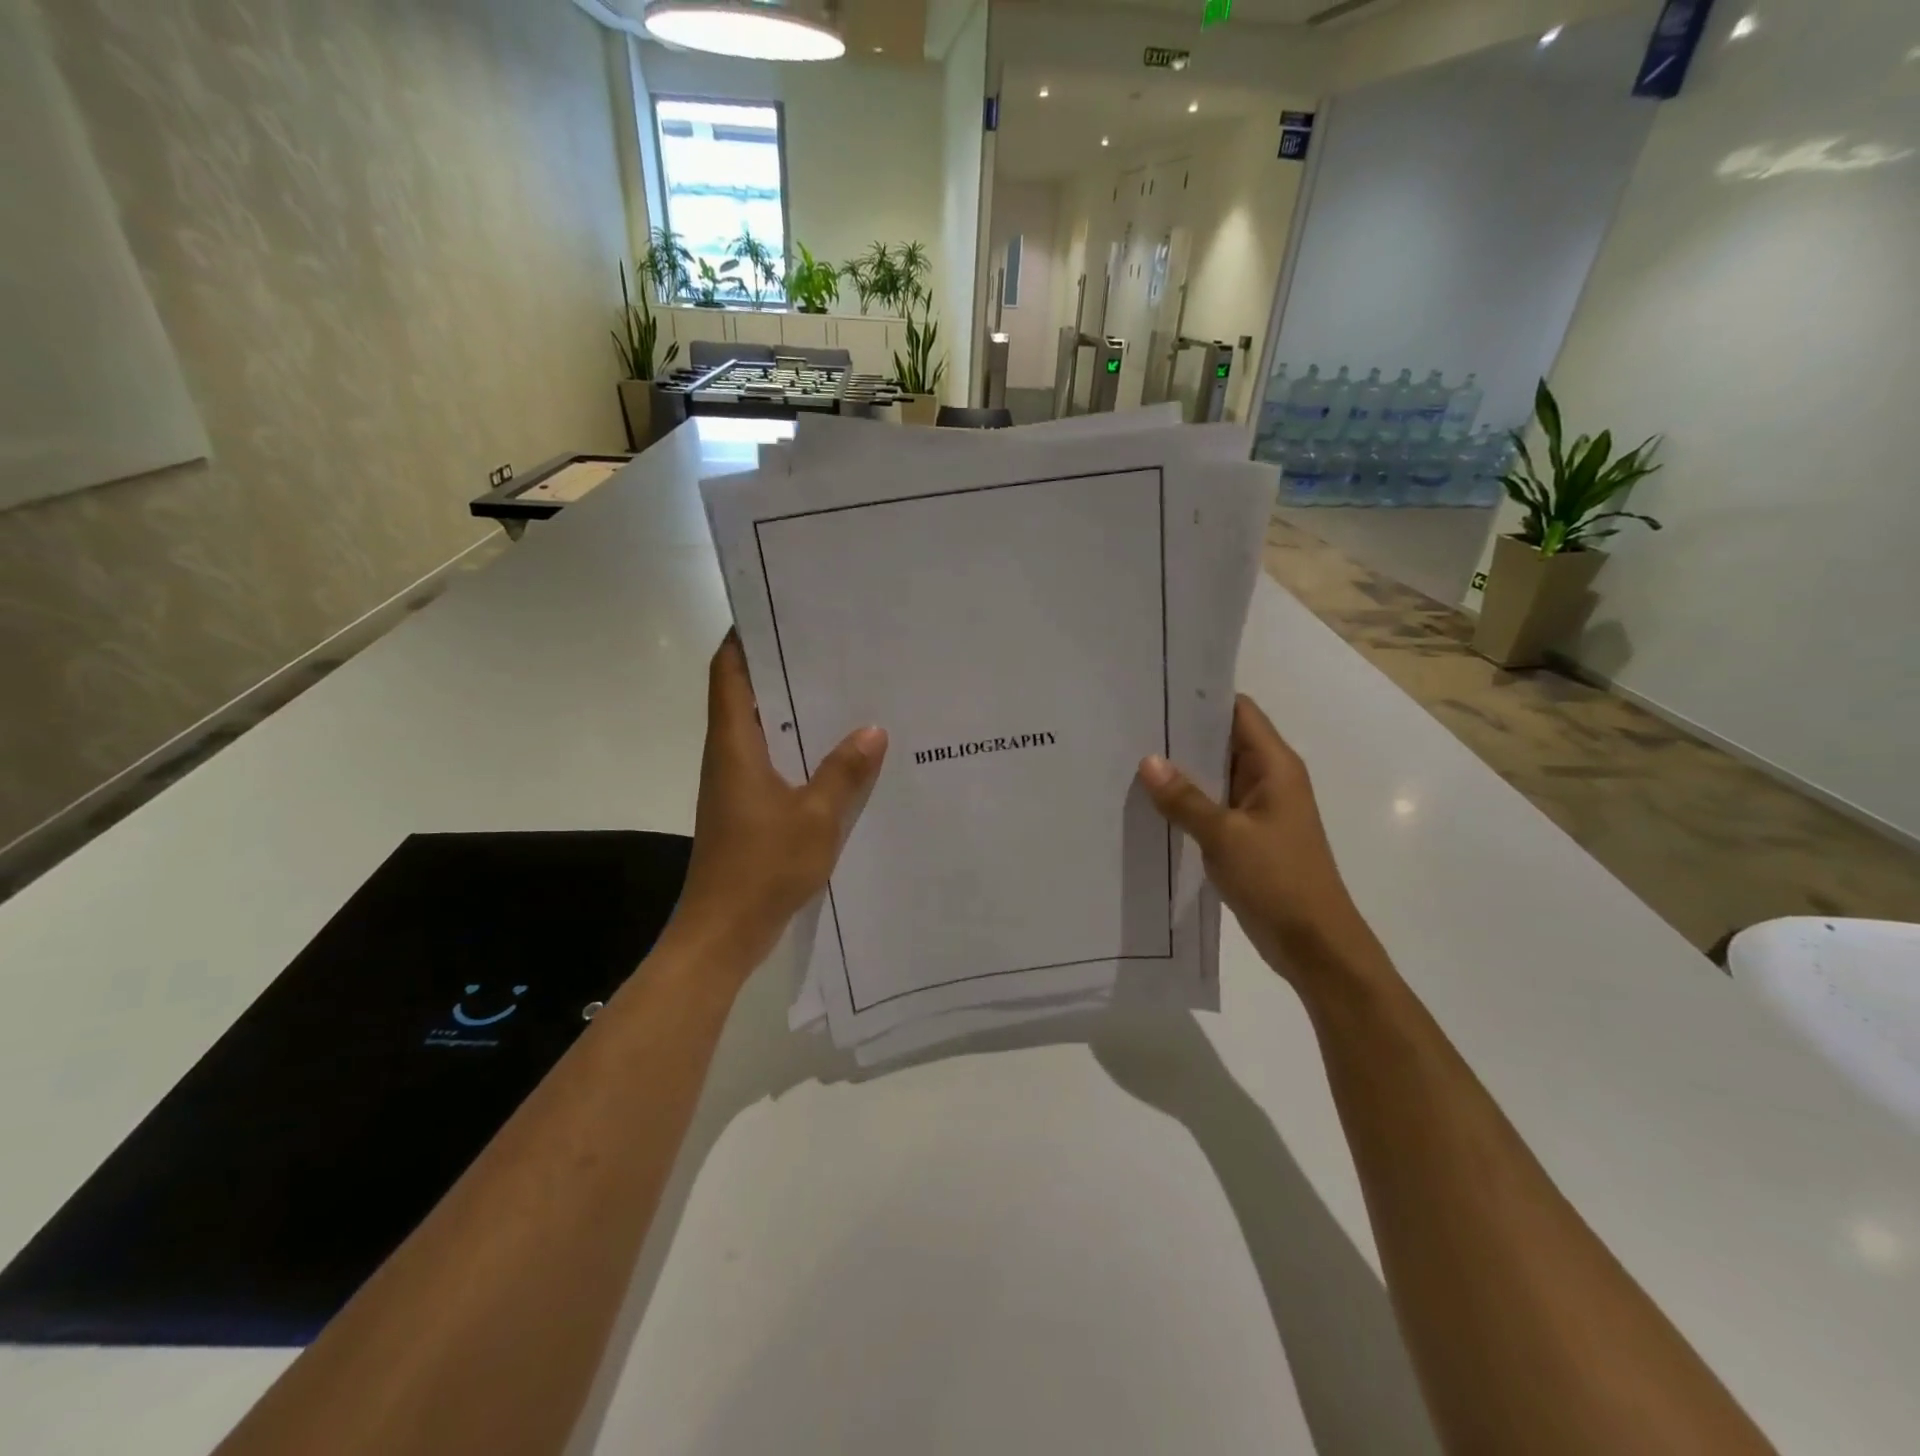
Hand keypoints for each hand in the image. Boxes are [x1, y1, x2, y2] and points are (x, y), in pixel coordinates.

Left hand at [666, 632, 887, 978]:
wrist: (723, 932)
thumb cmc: (762, 867)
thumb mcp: (816, 817)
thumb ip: (844, 772)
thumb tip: (873, 729)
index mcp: (734, 745)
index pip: (728, 672)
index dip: (744, 638)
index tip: (777, 612)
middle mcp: (729, 756)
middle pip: (745, 695)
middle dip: (780, 669)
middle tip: (828, 647)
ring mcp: (735, 785)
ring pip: (761, 731)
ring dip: (791, 711)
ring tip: (841, 691)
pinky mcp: (746, 810)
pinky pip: (772, 763)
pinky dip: (798, 749)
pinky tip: (837, 755)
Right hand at [1137, 695, 1374, 984]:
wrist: (1314, 944)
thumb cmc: (1278, 880)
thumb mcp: (1225, 836)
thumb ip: (1184, 799)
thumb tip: (1148, 760)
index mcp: (1275, 766)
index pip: (1238, 712)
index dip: (1201, 697)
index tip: (1157, 690)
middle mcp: (1269, 779)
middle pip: (1223, 740)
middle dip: (1181, 733)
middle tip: (1131, 723)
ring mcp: (1258, 808)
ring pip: (1214, 775)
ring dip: (1181, 769)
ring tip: (1130, 756)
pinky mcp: (1247, 835)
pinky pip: (1212, 805)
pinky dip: (1186, 801)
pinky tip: (1150, 801)